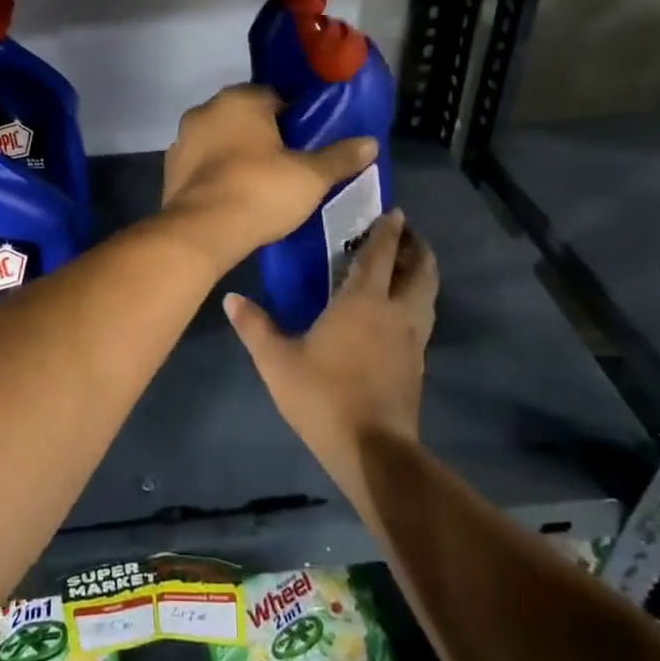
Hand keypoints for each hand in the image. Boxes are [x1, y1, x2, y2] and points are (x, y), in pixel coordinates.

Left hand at [159, 84, 377, 274]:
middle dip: (264, 136)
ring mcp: (182, 140)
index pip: (274, 97)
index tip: (307, 144)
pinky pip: (203, 165)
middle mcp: (205, 110)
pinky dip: (217, 175)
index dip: (294, 119)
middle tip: (288, 166)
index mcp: (239, 99)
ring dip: (237, 155)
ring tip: (261, 185)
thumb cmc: (260, 191)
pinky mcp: (170, 170)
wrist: (202, 231)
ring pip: (220, 141)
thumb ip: (340, 157)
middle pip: (245, 118)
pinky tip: (234, 197)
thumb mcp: (310, 176)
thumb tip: (371, 142)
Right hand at [223, 209, 436, 498]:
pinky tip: (400, 313)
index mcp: (364, 301)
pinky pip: (423, 319)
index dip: (388, 230)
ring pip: (428, 295)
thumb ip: (255, 326)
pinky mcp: (418, 365)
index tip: (395, 211)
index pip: (380, 254)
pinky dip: (418, 303)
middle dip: (416, 247)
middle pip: (420, 270)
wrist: (372, 450)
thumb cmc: (323, 395)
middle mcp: (396, 312)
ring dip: (422, 274)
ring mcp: (413, 340)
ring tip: (408, 266)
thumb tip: (231, 298)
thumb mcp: (277, 361)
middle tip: (405, 234)